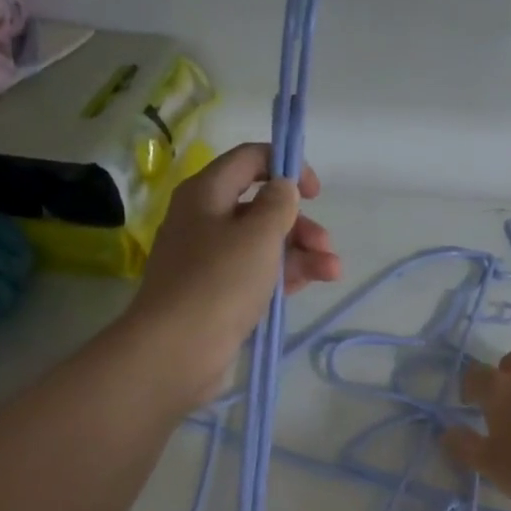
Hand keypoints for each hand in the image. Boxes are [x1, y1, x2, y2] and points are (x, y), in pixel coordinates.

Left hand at [127, 143, 342, 403]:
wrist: (178, 350)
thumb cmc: (220, 281)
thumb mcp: (258, 234)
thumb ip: (278, 204)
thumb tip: (282, 188)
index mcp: (206, 194)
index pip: (248, 160)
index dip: (285, 165)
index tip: (314, 192)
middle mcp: (204, 222)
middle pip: (260, 208)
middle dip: (299, 224)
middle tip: (326, 245)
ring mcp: (209, 262)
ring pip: (262, 246)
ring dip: (301, 253)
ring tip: (333, 272)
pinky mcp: (217, 297)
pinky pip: (256, 276)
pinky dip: (284, 276)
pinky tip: (313, 283)